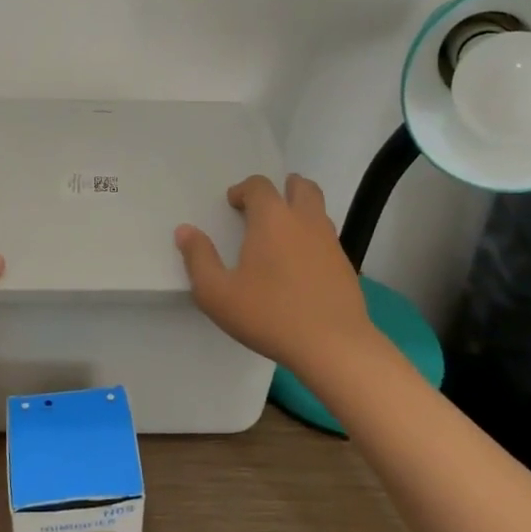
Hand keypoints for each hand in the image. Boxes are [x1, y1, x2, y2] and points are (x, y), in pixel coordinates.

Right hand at [174, 173, 374, 373]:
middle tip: (263, 209)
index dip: (244, 190)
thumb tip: (185, 230)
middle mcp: (304, 221)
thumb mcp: (217, 293)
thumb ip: (198, 258)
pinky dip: (312, 238)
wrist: (333, 346)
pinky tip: (299, 266)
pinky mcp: (345, 265)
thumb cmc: (269, 314)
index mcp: (272, 218)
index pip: (259, 185)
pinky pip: (327, 237)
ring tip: (280, 236)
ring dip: (299, 211)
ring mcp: (330, 242)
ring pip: (317, 210)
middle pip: (300, 187)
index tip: (233, 205)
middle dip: (281, 189)